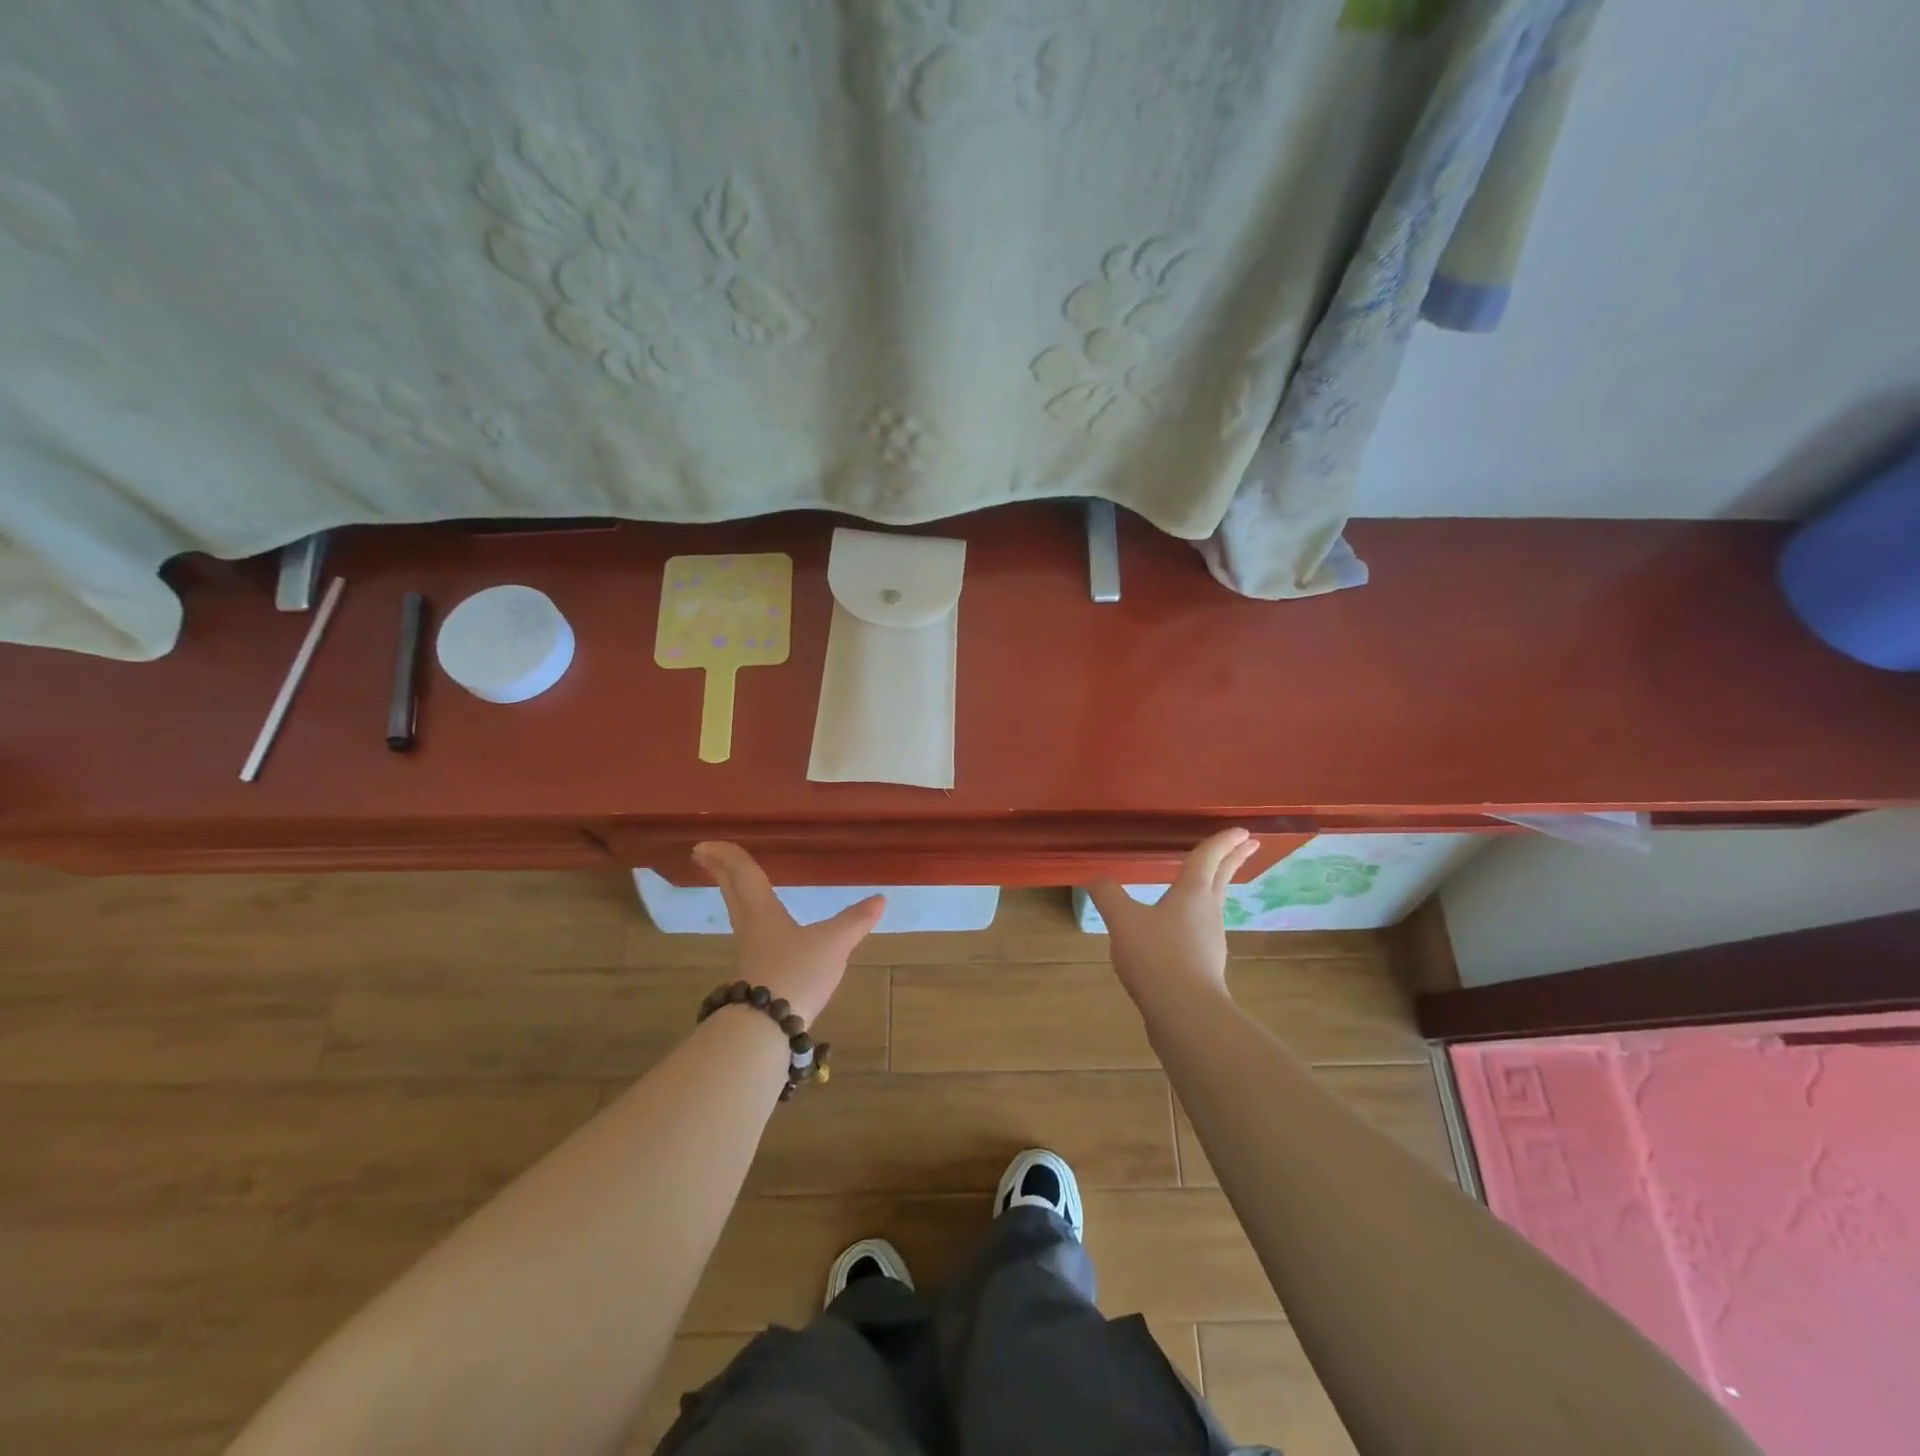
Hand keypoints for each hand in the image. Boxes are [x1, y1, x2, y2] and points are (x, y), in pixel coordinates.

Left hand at [692, 842, 884, 1024]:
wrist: (766, 1028)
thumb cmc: (795, 973)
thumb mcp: (833, 944)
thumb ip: (855, 921)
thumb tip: (880, 899)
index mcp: (762, 911)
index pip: (742, 874)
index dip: (726, 856)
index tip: (703, 845)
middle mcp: (750, 927)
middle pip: (732, 892)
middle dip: (720, 871)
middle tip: (703, 855)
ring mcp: (751, 953)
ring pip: (738, 912)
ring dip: (733, 893)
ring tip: (735, 884)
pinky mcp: (756, 974)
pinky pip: (750, 933)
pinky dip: (751, 918)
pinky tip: (766, 929)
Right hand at [1087, 829, 1260, 1008]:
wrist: (1185, 1014)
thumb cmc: (1157, 957)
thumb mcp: (1123, 921)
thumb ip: (1108, 895)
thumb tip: (1094, 877)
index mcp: (1192, 893)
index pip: (1208, 857)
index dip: (1221, 840)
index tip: (1241, 829)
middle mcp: (1208, 912)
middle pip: (1222, 878)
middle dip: (1234, 858)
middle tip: (1249, 843)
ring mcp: (1210, 941)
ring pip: (1215, 903)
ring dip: (1218, 886)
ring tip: (1211, 880)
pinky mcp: (1204, 965)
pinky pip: (1203, 929)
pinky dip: (1199, 915)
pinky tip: (1181, 928)